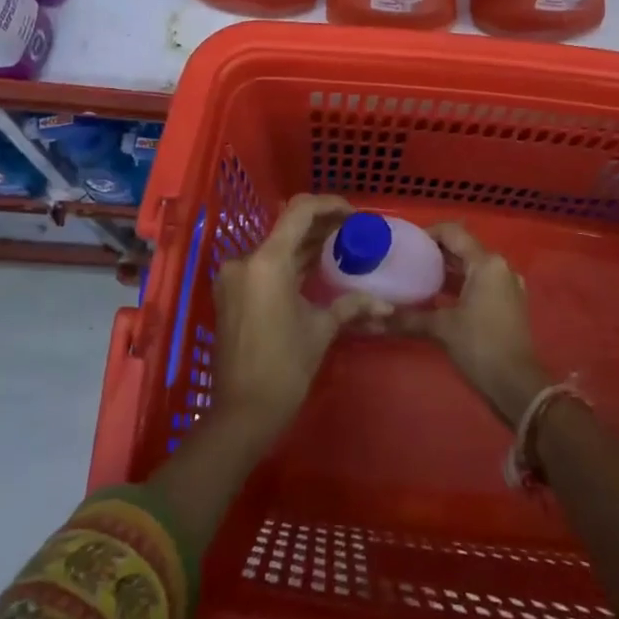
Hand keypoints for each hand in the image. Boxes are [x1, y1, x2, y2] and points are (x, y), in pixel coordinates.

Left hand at [211, 193, 384, 439]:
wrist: (241, 413)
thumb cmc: (285, 368)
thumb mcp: (321, 330)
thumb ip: (352, 306)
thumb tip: (386, 304)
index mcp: (267, 262)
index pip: (300, 211)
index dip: (330, 205)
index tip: (354, 215)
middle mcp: (246, 260)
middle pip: (287, 227)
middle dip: (321, 225)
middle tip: (353, 231)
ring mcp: (234, 277)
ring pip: (276, 246)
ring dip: (306, 243)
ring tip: (339, 246)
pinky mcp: (232, 293)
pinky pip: (265, 265)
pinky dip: (290, 262)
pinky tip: (313, 268)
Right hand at [392, 222, 548, 426]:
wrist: (518, 386)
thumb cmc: (481, 347)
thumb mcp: (442, 329)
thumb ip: (407, 319)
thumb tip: (371, 320)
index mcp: (486, 263)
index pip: (453, 232)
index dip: (427, 234)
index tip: (404, 245)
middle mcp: (500, 267)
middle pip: (462, 248)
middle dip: (434, 253)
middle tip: (405, 261)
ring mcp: (507, 285)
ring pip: (471, 267)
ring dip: (446, 271)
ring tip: (416, 278)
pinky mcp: (508, 303)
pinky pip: (480, 283)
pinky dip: (459, 285)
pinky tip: (437, 298)